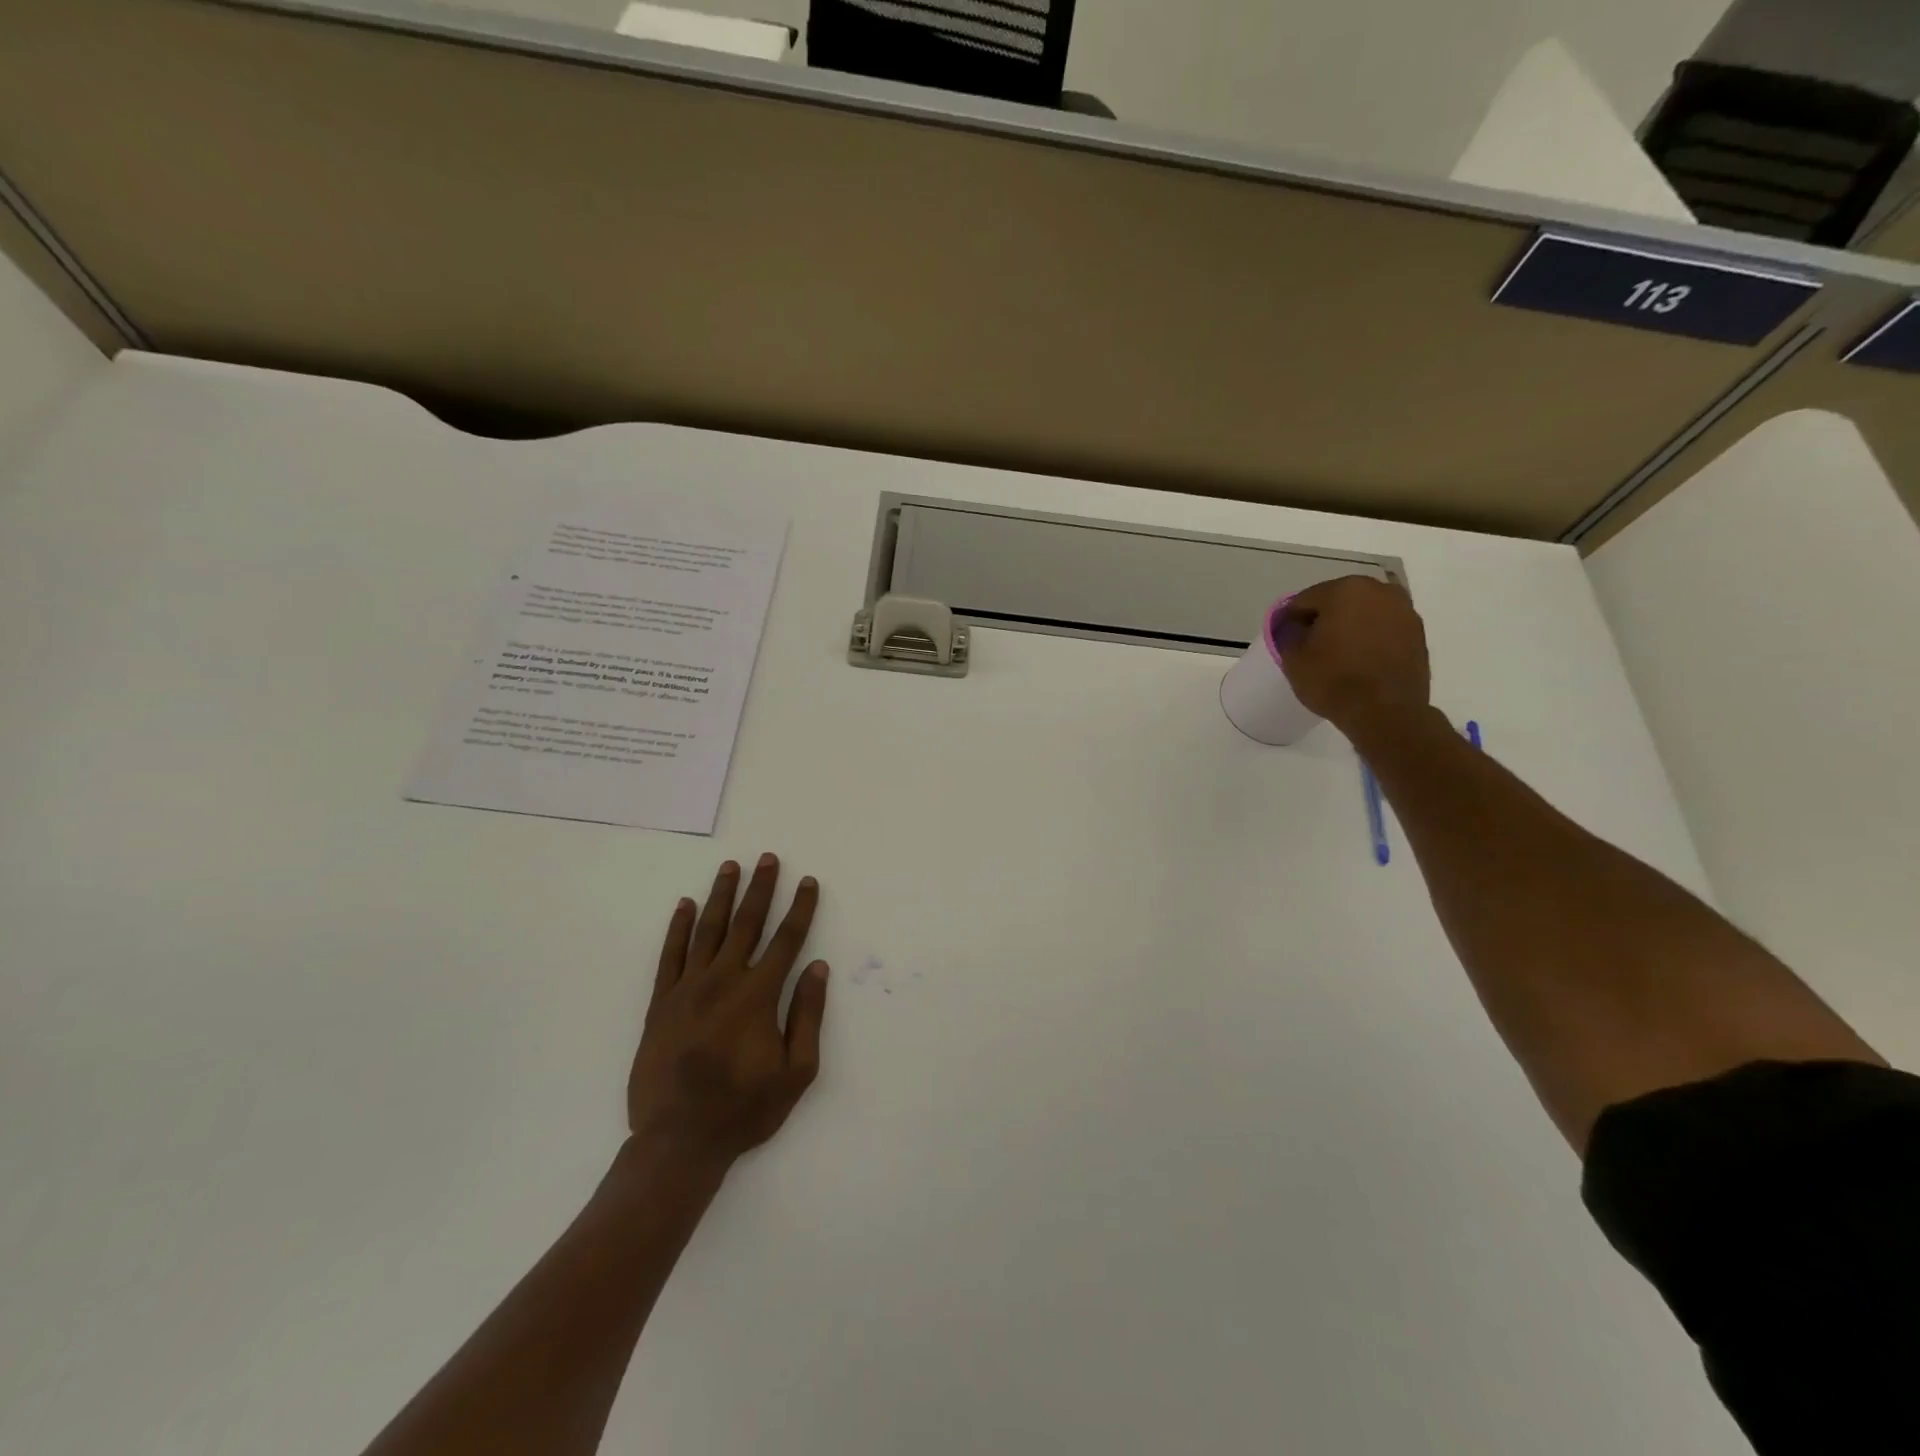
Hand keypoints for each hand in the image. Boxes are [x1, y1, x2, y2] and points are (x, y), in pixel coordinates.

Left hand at [627, 855, 828, 1169]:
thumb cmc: (744, 1109)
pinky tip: (684, 905)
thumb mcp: (796, 1072)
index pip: (786, 940)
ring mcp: (688, 989)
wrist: (678, 1141)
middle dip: (761, 888)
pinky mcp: (661, 1003)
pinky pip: (670, 955)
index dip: (801, 908)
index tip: (808, 882)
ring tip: (731, 867)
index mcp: (758, 996)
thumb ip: (808, 1015)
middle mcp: (723, 981)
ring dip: (721, 896)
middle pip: (746, 923)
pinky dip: (677, 928)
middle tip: (769, 858)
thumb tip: (817, 967)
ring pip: (707, 930)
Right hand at [1276, 576, 1430, 729]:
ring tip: (1339, 654)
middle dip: (1324, 619)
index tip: (1287, 639)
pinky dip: (1371, 637)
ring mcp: (1404, 610)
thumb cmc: (1333, 680)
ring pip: (1364, 612)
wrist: (1386, 712)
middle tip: (1312, 645)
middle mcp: (1379, 591)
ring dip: (1350, 626)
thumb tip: (1295, 627)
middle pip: (1339, 600)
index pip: (1305, 600)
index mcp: (1344, 590)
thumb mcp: (1293, 659)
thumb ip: (1288, 634)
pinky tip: (1361, 660)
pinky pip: (1384, 628)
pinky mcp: (1418, 633)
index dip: (1292, 619)